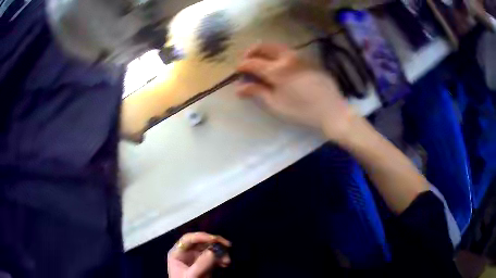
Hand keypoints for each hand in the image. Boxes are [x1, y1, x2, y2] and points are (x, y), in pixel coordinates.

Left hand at [167, 232, 230, 277]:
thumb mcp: (191, 276)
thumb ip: (200, 264)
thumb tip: (213, 251)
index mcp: (177, 253)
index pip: (188, 239)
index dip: (201, 236)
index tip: (215, 239)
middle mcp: (187, 253)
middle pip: (201, 242)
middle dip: (215, 244)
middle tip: (227, 245)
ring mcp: (196, 258)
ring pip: (210, 249)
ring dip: (220, 252)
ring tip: (227, 261)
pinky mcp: (205, 265)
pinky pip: (214, 257)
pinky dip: (221, 259)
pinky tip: (226, 264)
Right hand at [236, 43, 356, 142]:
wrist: (332, 111)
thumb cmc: (302, 111)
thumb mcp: (276, 104)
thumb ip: (257, 92)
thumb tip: (239, 88)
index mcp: (277, 69)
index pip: (252, 62)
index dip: (242, 66)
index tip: (237, 72)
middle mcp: (287, 57)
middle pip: (264, 46)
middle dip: (252, 51)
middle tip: (246, 61)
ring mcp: (300, 56)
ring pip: (277, 47)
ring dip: (265, 51)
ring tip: (261, 63)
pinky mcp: (309, 60)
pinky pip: (289, 52)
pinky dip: (278, 55)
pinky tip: (280, 66)